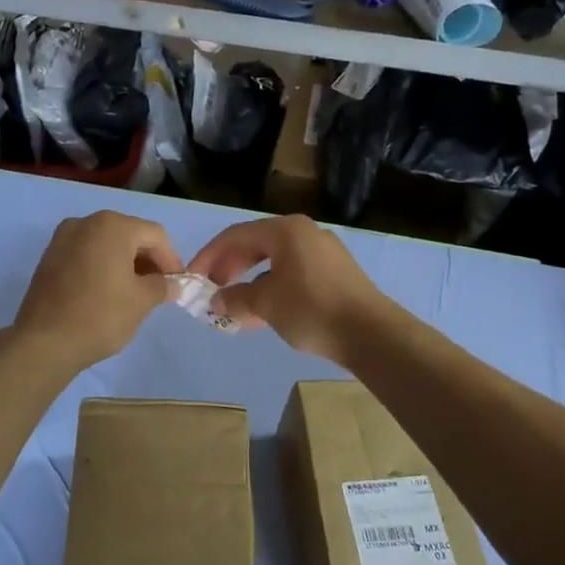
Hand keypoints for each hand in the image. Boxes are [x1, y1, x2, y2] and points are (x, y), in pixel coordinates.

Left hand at [12, 211, 182, 371]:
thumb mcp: (141, 301)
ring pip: (106, 244)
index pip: (155, 235)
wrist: (44, 343)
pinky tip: (107, 291)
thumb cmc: (100, 316)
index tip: (177, 284)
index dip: (171, 259)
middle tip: (158, 288)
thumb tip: (173, 284)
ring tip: (135, 292)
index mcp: (112, 226)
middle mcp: (86, 222)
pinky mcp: (49, 256)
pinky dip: (102, 266)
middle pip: (130, 234)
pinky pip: (86, 254)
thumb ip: (162, 286)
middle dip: (148, 260)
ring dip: (125, 263)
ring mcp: (63, 238)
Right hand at [187, 216, 387, 364]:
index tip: (192, 277)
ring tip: (235, 307)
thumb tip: (216, 301)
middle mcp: (304, 233)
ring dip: (250, 281)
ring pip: (275, 261)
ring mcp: (323, 252)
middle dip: (230, 267)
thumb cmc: (312, 309)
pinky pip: (293, 273)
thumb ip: (236, 299)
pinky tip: (264, 313)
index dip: (209, 255)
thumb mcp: (266, 304)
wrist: (372, 334)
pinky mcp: (335, 273)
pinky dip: (272, 288)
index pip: (235, 235)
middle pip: (256, 245)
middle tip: (213, 290)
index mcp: (285, 230)